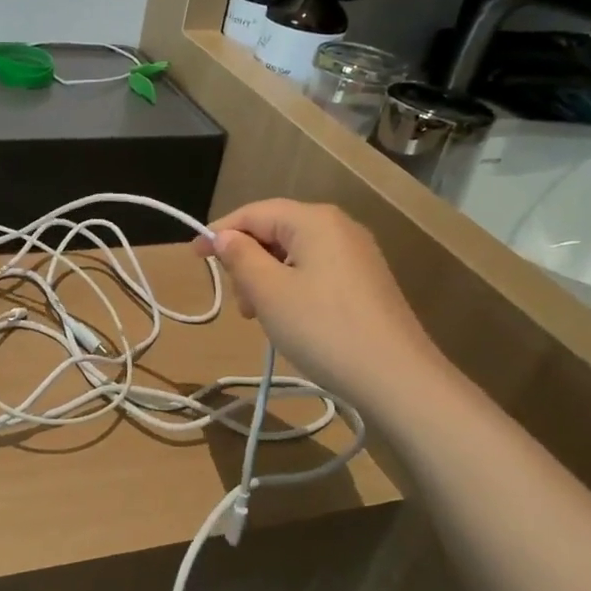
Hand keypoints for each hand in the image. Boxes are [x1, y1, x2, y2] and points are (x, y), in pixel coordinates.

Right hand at [193, 199, 445, 408]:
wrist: (397, 378)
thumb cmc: (323, 328)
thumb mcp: (269, 292)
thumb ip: (240, 257)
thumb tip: (224, 236)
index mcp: (314, 220)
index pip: (254, 213)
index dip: (219, 232)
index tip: (193, 257)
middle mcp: (339, 227)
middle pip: (275, 231)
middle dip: (247, 261)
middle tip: (239, 302)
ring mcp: (357, 255)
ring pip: (294, 254)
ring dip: (267, 279)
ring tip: (261, 317)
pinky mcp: (366, 282)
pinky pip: (315, 271)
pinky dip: (291, 288)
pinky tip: (289, 320)